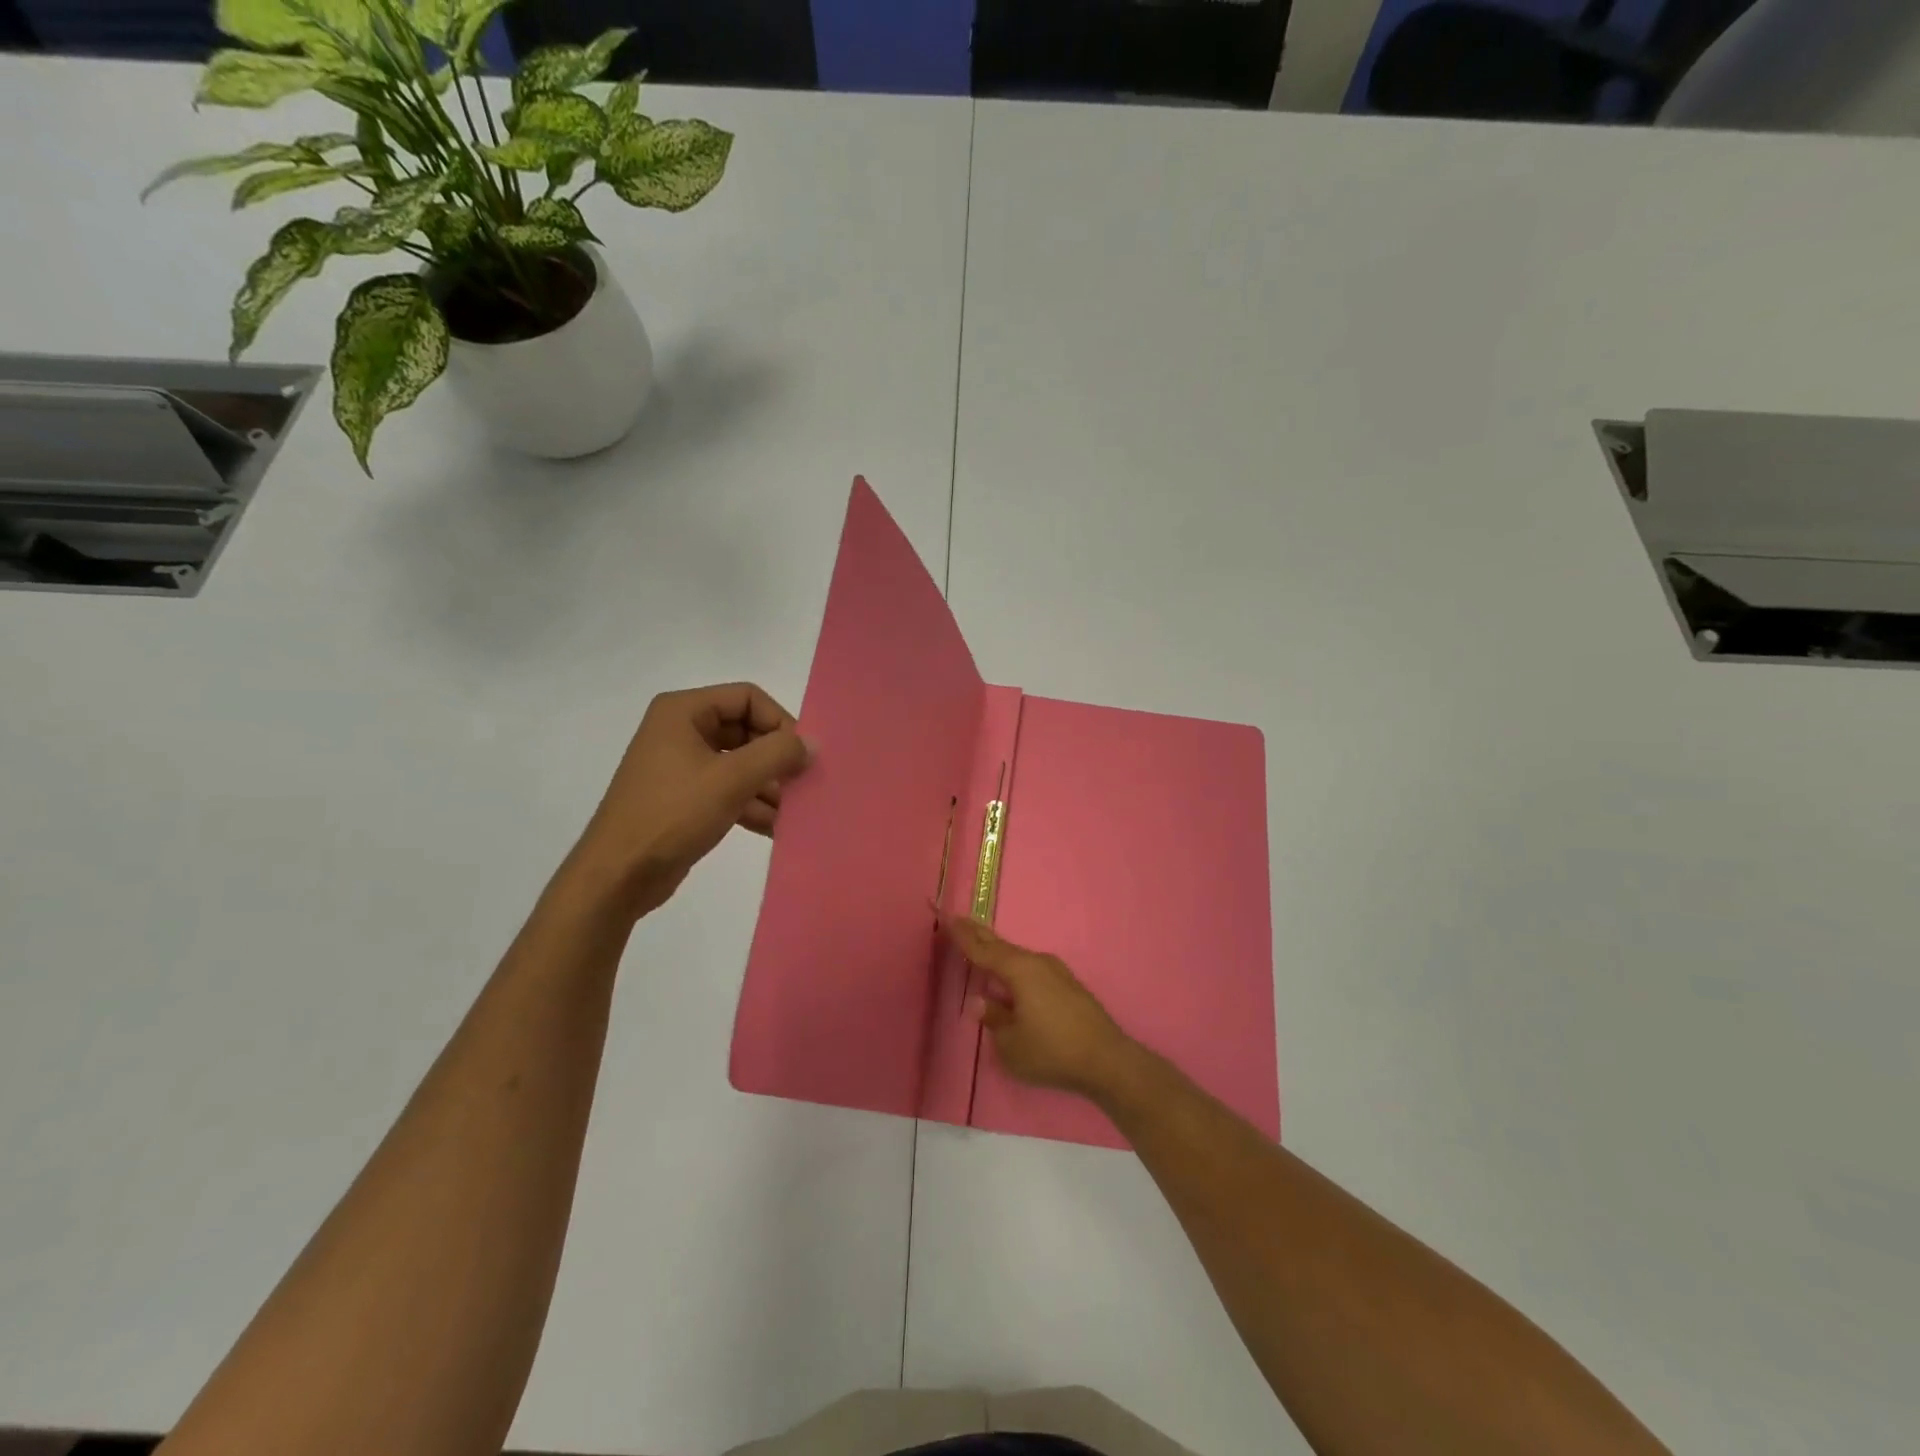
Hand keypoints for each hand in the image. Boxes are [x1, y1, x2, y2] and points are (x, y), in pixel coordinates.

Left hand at [562, 682, 813, 923]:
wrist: (618, 875)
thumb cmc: (672, 814)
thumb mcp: (731, 779)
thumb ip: (777, 754)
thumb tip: (812, 743)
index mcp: (683, 712)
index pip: (748, 698)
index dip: (780, 722)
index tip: (802, 755)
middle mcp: (681, 730)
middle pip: (747, 731)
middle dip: (776, 759)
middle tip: (803, 783)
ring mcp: (681, 766)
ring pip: (740, 764)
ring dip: (769, 786)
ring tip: (796, 811)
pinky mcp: (685, 798)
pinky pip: (728, 790)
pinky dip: (753, 805)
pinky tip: (778, 827)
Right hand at [944, 917, 1137, 1100]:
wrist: (1106, 1059)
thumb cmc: (1051, 1051)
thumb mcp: (1011, 1043)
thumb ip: (993, 1019)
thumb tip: (979, 1001)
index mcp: (1018, 971)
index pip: (982, 950)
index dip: (962, 936)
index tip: (947, 918)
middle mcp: (1037, 962)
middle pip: (1001, 946)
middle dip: (978, 935)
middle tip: (959, 920)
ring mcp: (1056, 971)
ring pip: (1018, 956)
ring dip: (997, 951)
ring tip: (980, 945)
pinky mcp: (1067, 984)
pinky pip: (1031, 967)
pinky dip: (1013, 965)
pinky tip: (1011, 974)